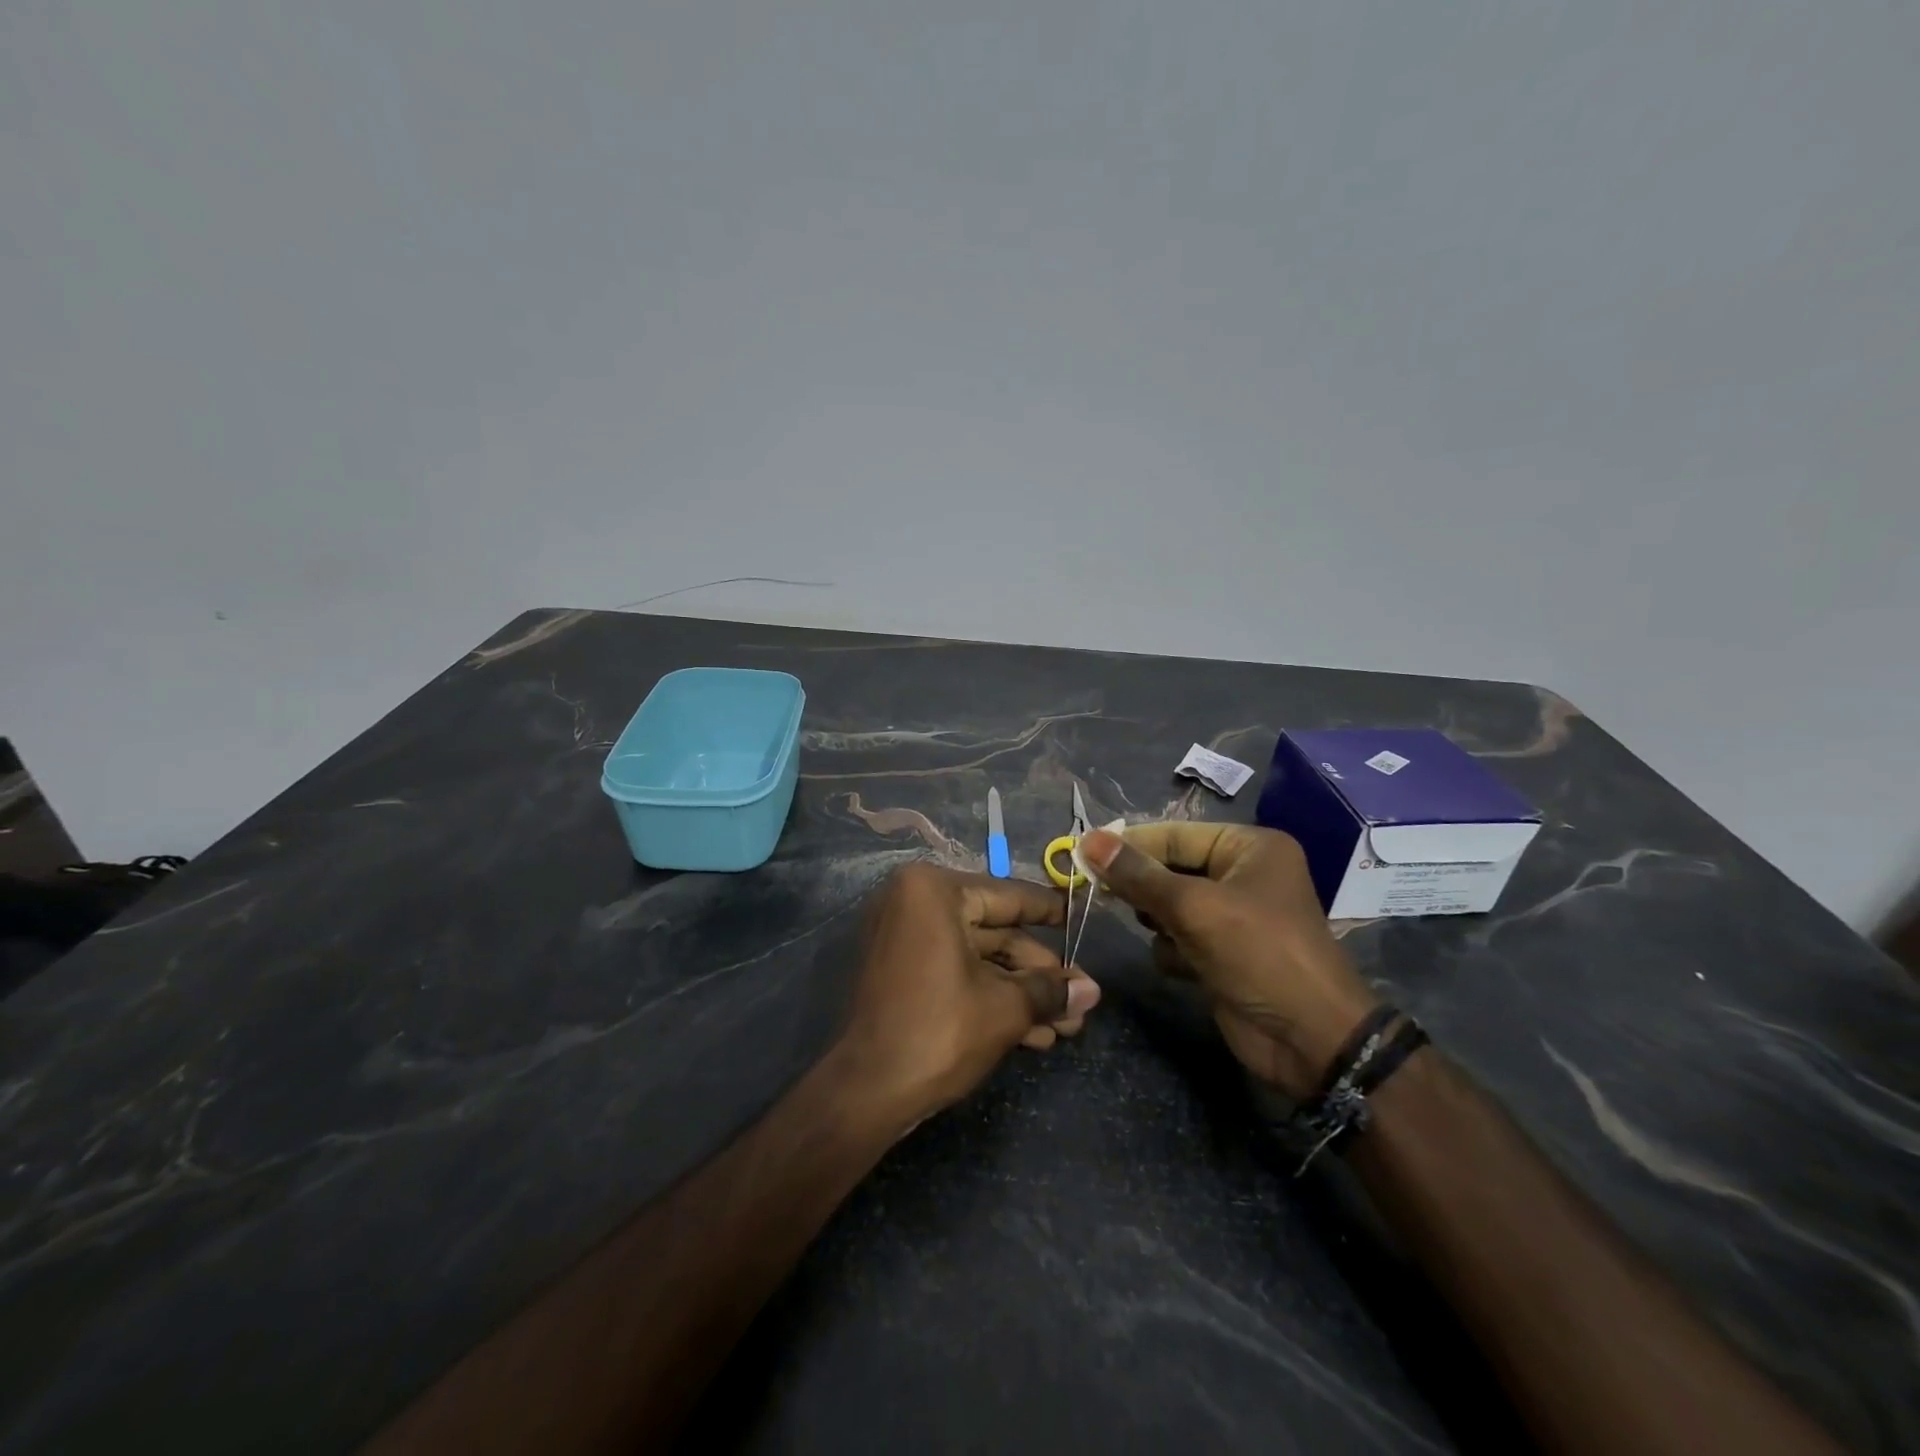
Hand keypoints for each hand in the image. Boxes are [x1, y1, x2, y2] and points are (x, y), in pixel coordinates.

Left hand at [838, 863, 1101, 1126]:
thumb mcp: (1005, 1008)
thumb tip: (1092, 990)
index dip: (1051, 911)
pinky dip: (989, 996)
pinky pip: (954, 972)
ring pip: (978, 958)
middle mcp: (914, 902)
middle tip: (1079, 1001)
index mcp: (934, 891)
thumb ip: (1050, 991)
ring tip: (1066, 1028)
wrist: (866, 1092)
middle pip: (995, 933)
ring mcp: (903, 938)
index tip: (1082, 916)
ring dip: (1021, 993)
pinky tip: (1032, 1034)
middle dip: (1039, 975)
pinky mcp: (900, 972)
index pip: (1008, 896)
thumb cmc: (939, 1031)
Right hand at [1079, 824, 1377, 1099]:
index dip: (1130, 845)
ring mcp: (1234, 916)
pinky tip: (1183, 967)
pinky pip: (1180, 937)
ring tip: (1165, 935)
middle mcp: (1243, 875)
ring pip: (1170, 905)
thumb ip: (1138, 875)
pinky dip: (1173, 950)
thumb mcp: (1194, 908)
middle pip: (1171, 869)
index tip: (1082, 854)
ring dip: (1159, 922)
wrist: (1310, 1041)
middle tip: (1104, 895)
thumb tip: (1087, 840)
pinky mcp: (1224, 953)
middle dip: (1144, 888)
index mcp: (1250, 848)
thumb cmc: (1259, 955)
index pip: (1175, 835)